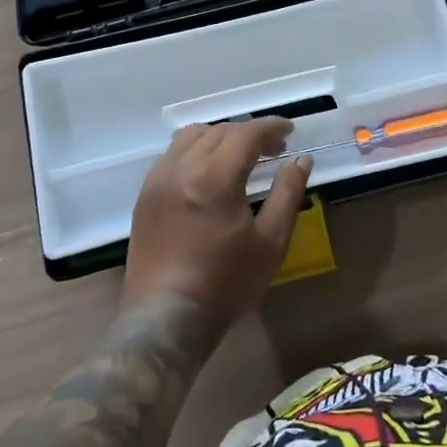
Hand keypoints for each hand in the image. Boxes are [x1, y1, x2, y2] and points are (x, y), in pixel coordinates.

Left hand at [122, 119, 311, 340]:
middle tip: (272, 149)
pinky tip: (208, 171)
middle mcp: (182, 167)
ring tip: (239, 156)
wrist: (165, 319)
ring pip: (191, 136)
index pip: (246, 133)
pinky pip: (172, 154)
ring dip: (220, 136)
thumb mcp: (270, 242)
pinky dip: (195, 150)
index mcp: (215, 177)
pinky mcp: (145, 194)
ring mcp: (159, 179)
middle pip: (219, 130)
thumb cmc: (225, 284)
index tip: (289, 131)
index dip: (271, 127)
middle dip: (249, 132)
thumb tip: (301, 159)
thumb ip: (287, 193)